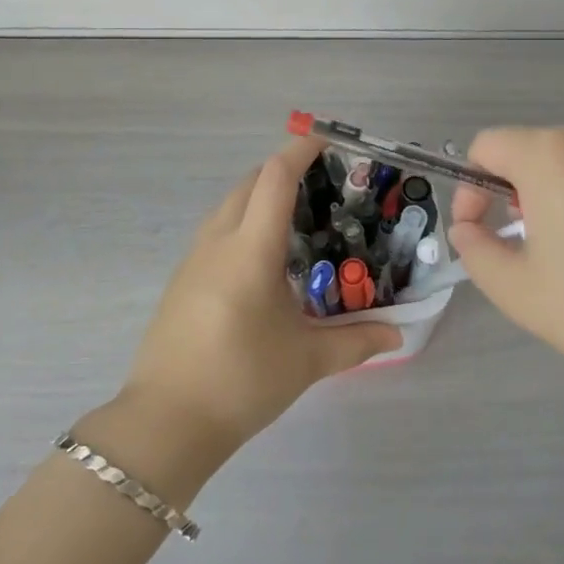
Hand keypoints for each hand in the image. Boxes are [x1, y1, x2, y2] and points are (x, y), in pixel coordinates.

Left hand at [116, 137, 399, 458]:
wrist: (165, 422)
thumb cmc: (241, 381)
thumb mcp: (306, 361)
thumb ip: (356, 341)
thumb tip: (398, 333)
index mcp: (250, 249)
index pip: (274, 178)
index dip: (300, 151)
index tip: (326, 140)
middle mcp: (218, 241)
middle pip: (249, 182)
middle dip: (282, 171)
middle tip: (319, 183)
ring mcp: (193, 258)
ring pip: (228, 204)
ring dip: (258, 195)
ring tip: (293, 217)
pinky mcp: (181, 279)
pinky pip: (215, 230)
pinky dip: (241, 221)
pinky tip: (260, 257)